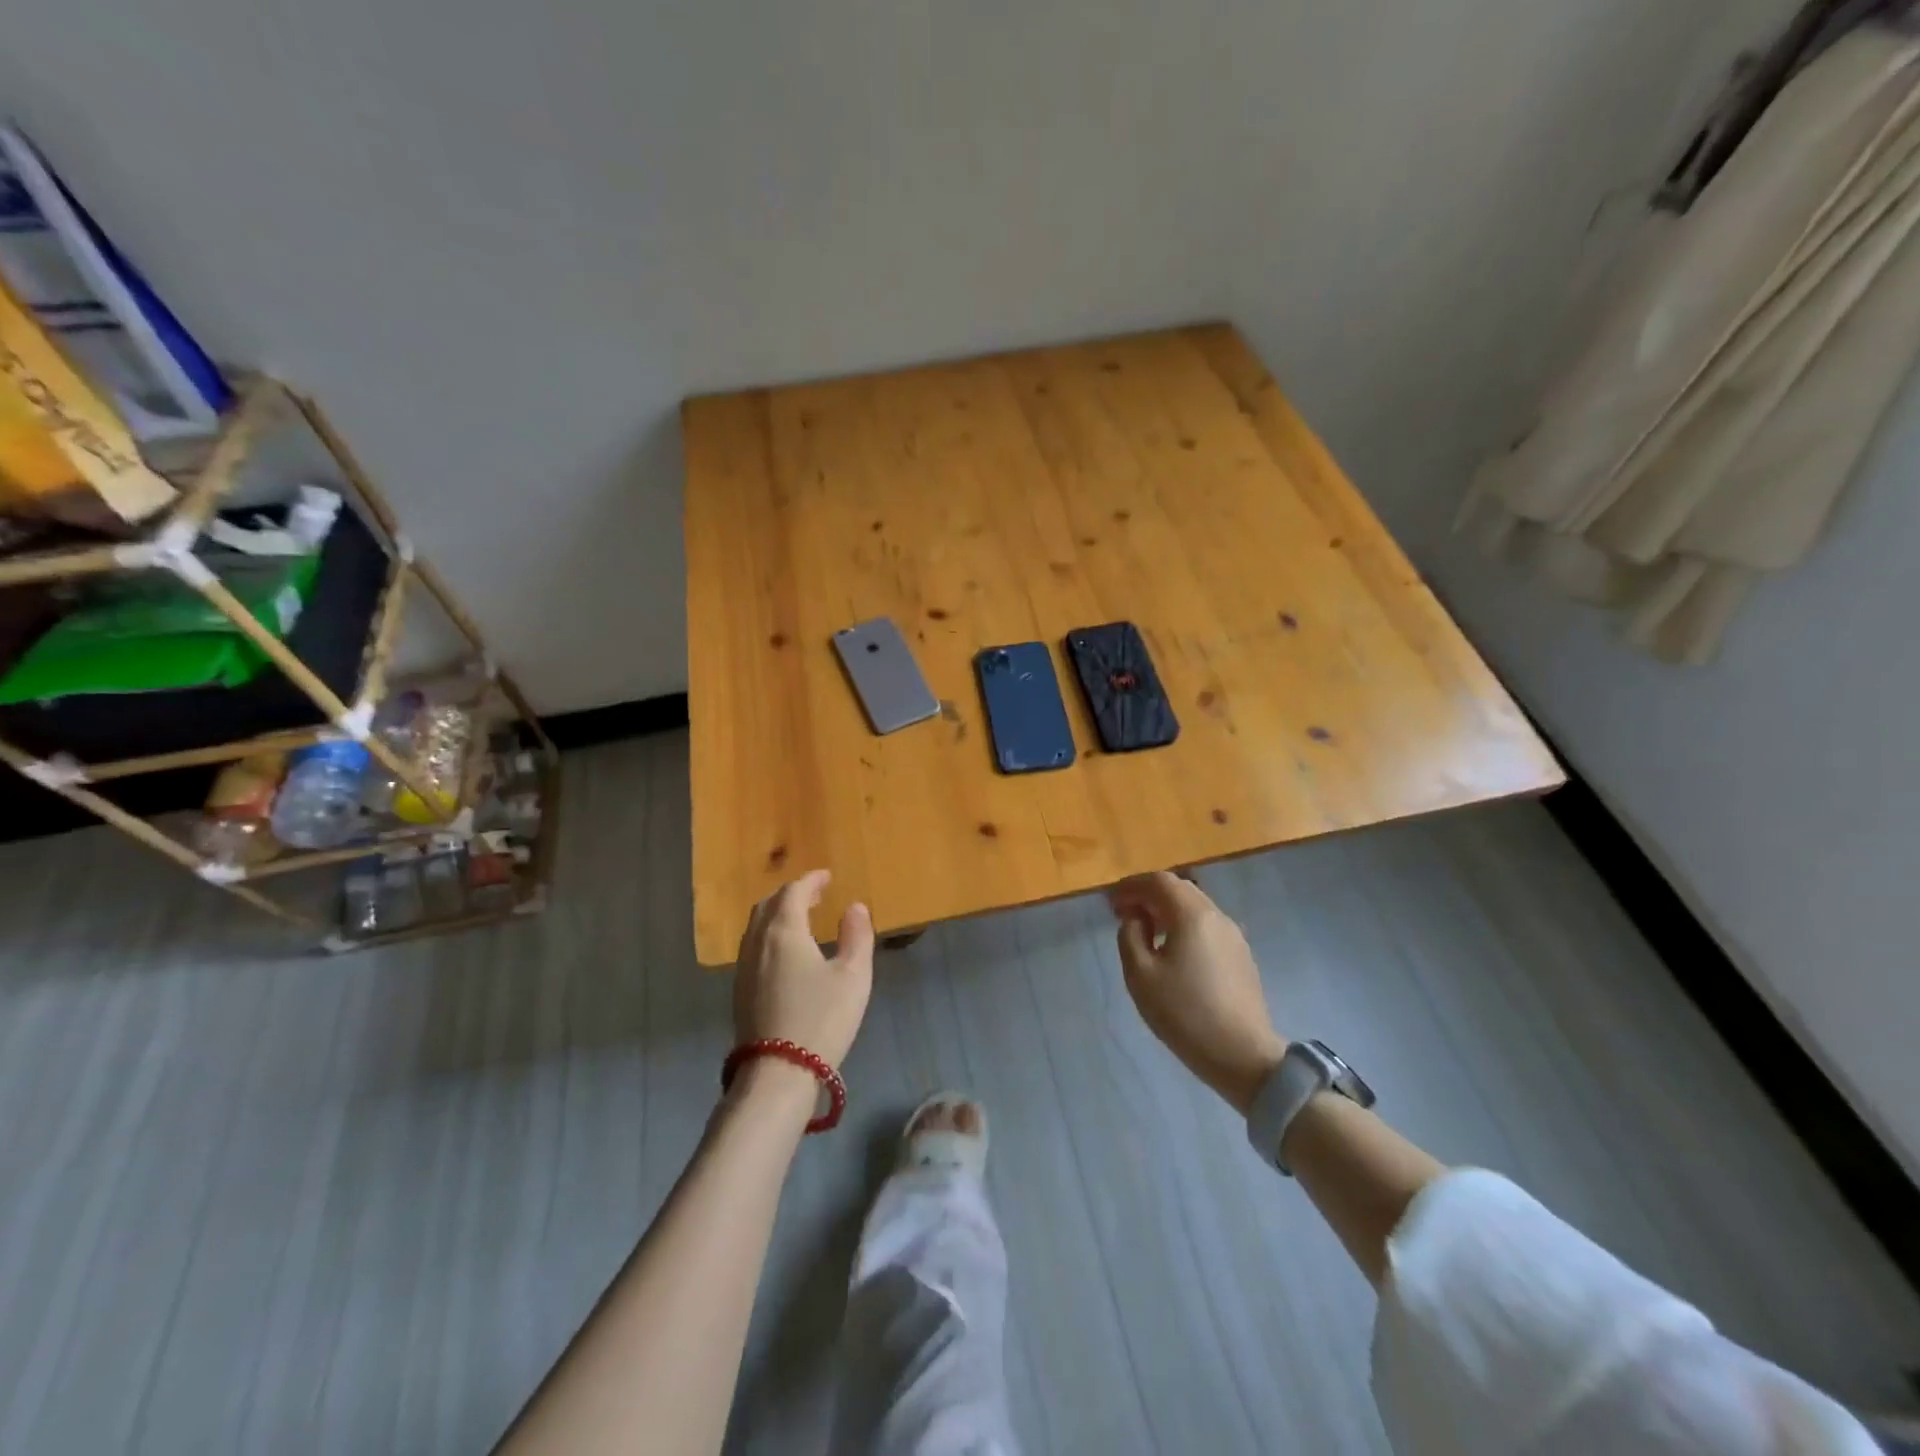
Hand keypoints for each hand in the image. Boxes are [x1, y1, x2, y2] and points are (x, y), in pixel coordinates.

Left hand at [733, 869, 874, 1068]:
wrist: (778, 1073)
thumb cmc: (821, 1019)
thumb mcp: (853, 976)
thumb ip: (857, 936)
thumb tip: (855, 907)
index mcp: (784, 931)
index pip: (793, 892)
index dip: (811, 880)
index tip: (827, 876)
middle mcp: (758, 942)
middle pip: (769, 905)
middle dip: (791, 894)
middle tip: (815, 893)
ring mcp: (744, 968)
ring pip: (757, 926)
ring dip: (778, 914)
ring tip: (801, 918)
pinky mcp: (740, 991)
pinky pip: (753, 946)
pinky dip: (770, 934)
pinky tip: (786, 951)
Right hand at [1109, 872, 1285, 1112]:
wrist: (1244, 1055)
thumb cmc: (1185, 1013)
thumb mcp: (1141, 975)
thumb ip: (1130, 937)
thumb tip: (1136, 919)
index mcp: (1192, 915)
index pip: (1159, 882)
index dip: (1132, 886)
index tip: (1112, 900)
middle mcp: (1217, 917)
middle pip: (1180, 890)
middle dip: (1149, 896)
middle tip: (1124, 913)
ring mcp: (1234, 937)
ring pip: (1195, 908)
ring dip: (1167, 911)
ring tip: (1145, 932)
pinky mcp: (1241, 957)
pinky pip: (1207, 927)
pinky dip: (1184, 926)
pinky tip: (1173, 951)